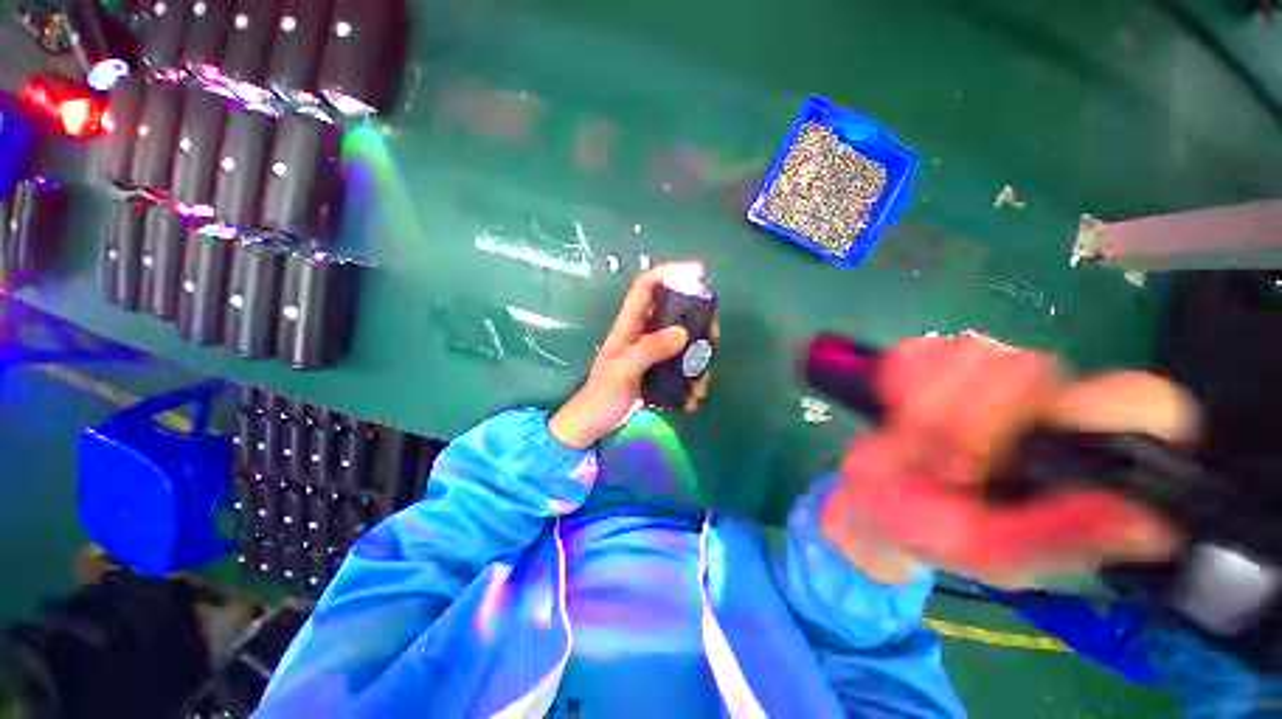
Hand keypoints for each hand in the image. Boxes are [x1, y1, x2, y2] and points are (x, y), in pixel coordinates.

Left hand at [549, 262, 716, 449]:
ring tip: (702, 383)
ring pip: (682, 343)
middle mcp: (642, 334)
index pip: (646, 287)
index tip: (697, 273)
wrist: (593, 424)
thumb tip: (683, 332)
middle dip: (697, 321)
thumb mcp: (623, 371)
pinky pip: (680, 367)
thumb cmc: (601, 395)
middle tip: (713, 335)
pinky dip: (690, 381)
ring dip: (698, 359)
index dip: (669, 272)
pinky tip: (692, 399)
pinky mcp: (657, 372)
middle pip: (674, 313)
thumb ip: (649, 350)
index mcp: (628, 325)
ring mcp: (651, 354)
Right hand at [821, 336, 1198, 586]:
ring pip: (970, 353)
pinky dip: (897, 382)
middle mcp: (1047, 404)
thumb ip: (1059, 534)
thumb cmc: (932, 532)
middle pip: (1034, 368)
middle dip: (973, 419)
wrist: (872, 500)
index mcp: (1081, 456)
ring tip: (918, 442)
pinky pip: (915, 352)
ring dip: (926, 404)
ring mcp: (986, 372)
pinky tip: (897, 411)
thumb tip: (1152, 521)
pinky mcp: (933, 358)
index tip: (1034, 441)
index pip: (1145, 402)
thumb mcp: (990, 550)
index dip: (1099, 407)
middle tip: (947, 464)